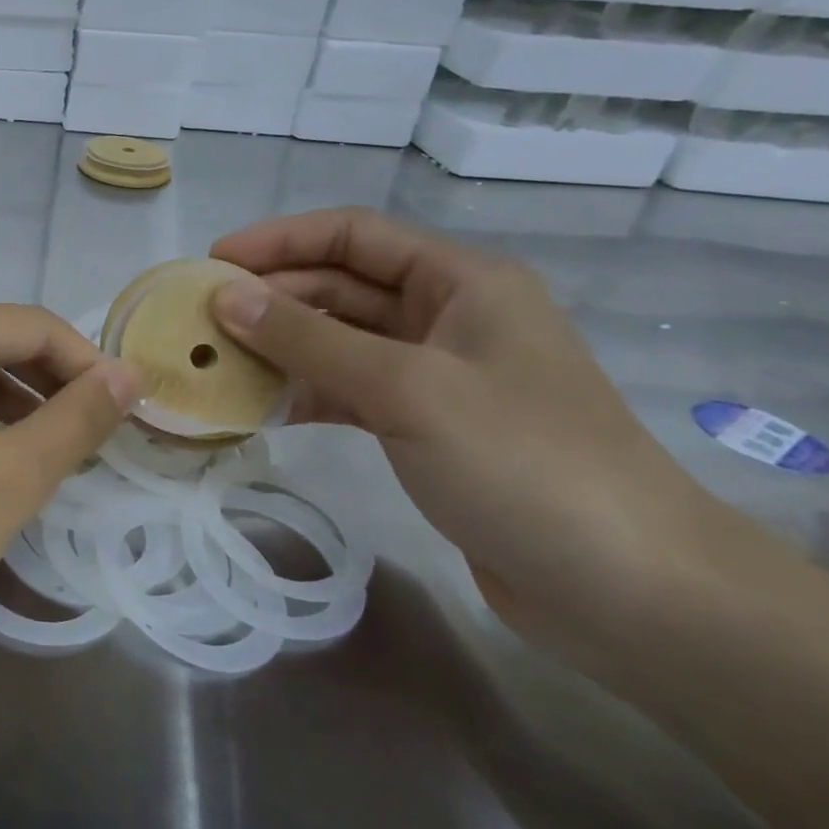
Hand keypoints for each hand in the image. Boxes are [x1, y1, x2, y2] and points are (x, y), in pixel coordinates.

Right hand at [209, 208, 710, 638]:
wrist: (630, 593)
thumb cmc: (523, 463)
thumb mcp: (406, 389)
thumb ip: (309, 338)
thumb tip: (224, 295)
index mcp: (461, 281)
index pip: (353, 235)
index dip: (279, 240)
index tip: (212, 261)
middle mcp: (447, 315)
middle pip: (340, 287)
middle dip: (270, 298)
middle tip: (198, 319)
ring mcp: (436, 374)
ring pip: (338, 341)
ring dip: (280, 347)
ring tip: (213, 361)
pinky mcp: (425, 426)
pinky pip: (348, 390)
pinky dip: (303, 393)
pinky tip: (256, 407)